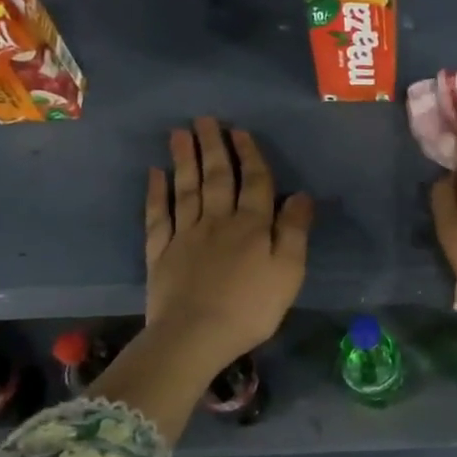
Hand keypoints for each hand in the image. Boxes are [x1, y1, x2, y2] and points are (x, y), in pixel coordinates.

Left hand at [144, 118, 313, 372]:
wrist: (195, 336)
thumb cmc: (251, 307)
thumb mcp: (289, 272)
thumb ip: (295, 231)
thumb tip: (301, 195)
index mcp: (252, 225)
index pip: (254, 182)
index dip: (250, 156)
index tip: (241, 132)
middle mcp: (218, 220)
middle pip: (217, 177)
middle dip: (213, 147)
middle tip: (205, 120)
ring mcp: (185, 234)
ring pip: (186, 188)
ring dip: (185, 159)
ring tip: (180, 133)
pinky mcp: (161, 252)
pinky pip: (158, 215)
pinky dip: (156, 193)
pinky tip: (155, 174)